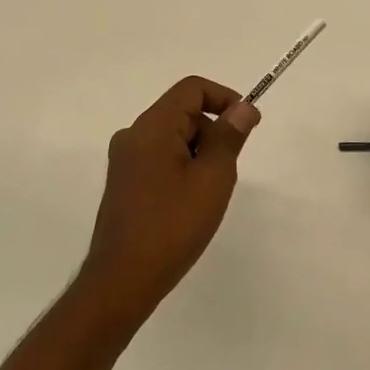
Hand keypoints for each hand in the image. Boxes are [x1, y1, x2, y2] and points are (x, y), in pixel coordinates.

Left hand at [81, 76, 260, 322]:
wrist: (121, 281)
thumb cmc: (172, 226)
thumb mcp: (212, 179)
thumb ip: (229, 137)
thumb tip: (242, 108)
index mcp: (152, 127)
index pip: (192, 89)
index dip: (224, 97)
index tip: (248, 124)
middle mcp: (133, 135)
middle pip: (182, 112)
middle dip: (212, 132)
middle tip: (227, 172)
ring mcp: (125, 160)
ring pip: (173, 137)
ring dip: (199, 154)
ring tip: (208, 194)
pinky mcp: (124, 182)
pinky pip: (160, 158)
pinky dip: (182, 168)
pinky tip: (189, 205)